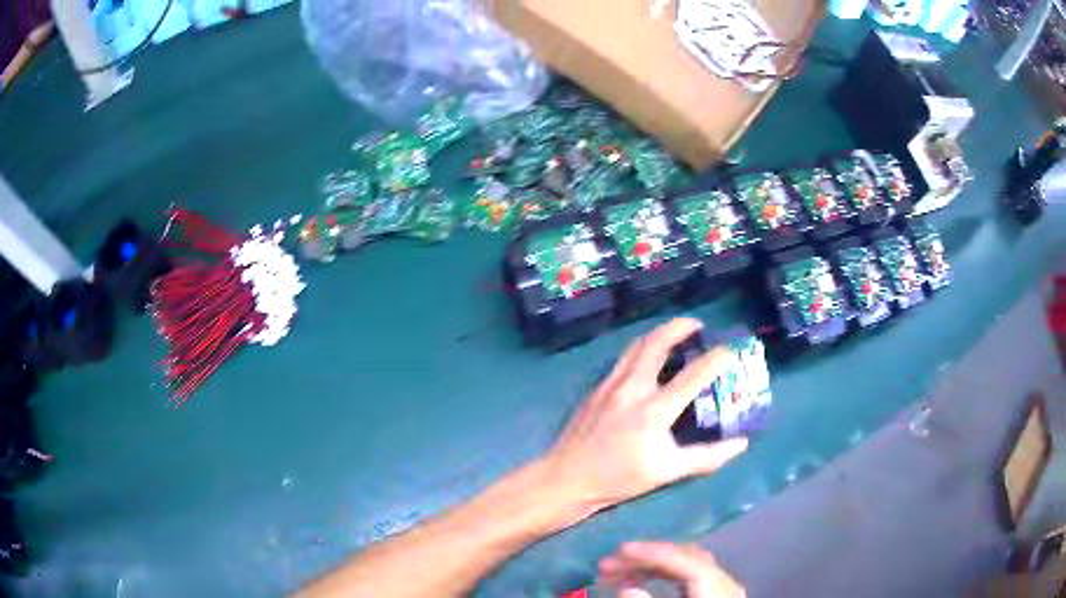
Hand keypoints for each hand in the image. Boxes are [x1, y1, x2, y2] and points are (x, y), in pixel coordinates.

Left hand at [542, 318, 748, 512]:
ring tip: (675, 334)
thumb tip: (741, 444)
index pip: (693, 375)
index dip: (716, 358)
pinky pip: (623, 358)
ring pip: (637, 346)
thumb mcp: (667, 472)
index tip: (730, 349)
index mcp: (653, 410)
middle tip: (697, 325)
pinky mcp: (597, 387)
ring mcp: (611, 384)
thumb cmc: (619, 478)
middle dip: (679, 327)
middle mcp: (632, 388)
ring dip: (659, 334)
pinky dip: (641, 349)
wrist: (568, 477)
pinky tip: (648, 359)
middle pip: (657, 343)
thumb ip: (707, 457)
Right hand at [598, 541, 745, 597]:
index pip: (687, 562)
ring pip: (685, 565)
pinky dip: (661, 574)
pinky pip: (687, 576)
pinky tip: (638, 581)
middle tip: (608, 565)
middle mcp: (724, 584)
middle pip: (685, 559)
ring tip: (615, 574)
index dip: (654, 553)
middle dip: (645, 558)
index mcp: (716, 591)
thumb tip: (627, 589)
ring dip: (649, 566)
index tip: (620, 551)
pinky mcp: (712, 596)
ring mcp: (721, 589)